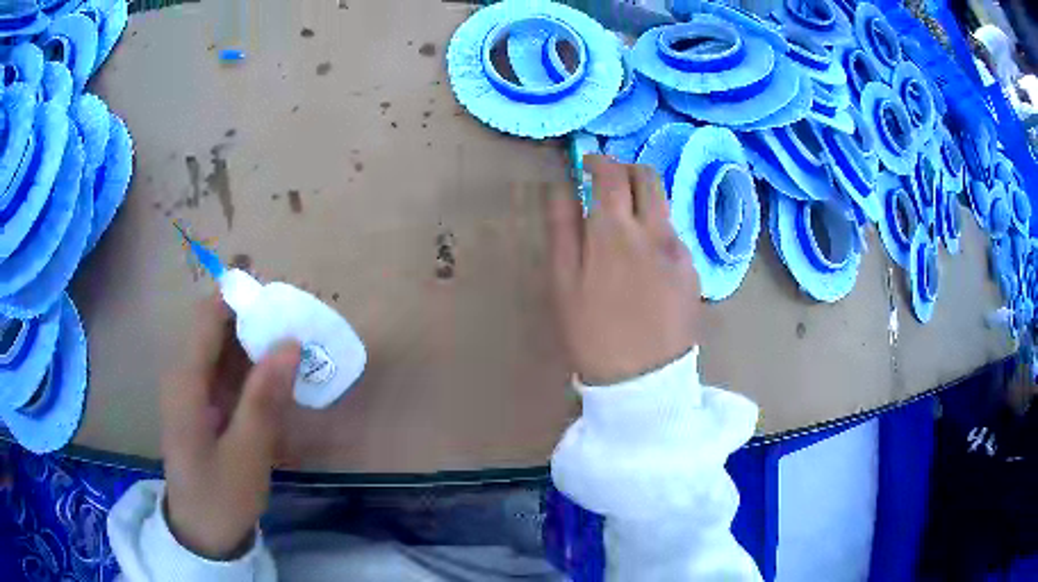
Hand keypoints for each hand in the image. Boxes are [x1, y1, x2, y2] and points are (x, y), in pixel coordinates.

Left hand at [161, 294, 300, 559]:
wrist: (201, 535)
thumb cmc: (220, 497)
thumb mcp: (247, 454)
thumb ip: (264, 398)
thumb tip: (290, 341)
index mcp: (186, 380)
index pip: (209, 316)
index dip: (241, 295)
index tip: (282, 292)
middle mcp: (185, 376)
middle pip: (217, 328)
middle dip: (256, 319)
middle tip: (300, 324)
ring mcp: (193, 391)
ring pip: (224, 350)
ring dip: (257, 344)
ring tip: (297, 348)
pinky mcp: (202, 406)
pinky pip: (226, 374)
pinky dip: (252, 370)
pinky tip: (278, 381)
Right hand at [545, 155, 700, 385]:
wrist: (643, 381)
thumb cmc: (592, 333)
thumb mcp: (563, 283)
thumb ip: (563, 228)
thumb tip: (561, 189)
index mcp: (616, 232)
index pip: (612, 174)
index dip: (598, 161)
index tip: (586, 165)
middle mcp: (654, 231)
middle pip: (648, 178)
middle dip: (627, 171)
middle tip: (608, 187)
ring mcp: (679, 250)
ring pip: (663, 206)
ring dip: (643, 203)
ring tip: (625, 231)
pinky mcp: (693, 271)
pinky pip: (674, 236)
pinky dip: (656, 233)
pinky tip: (645, 266)